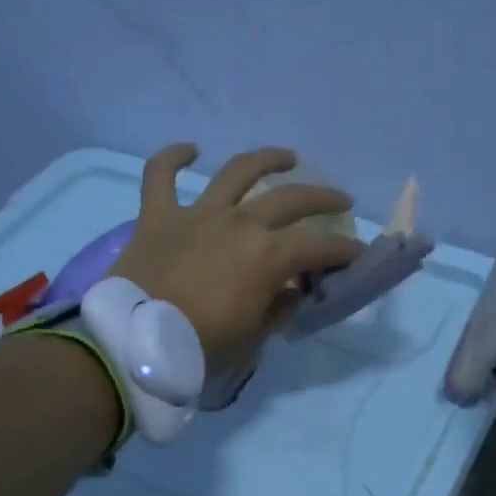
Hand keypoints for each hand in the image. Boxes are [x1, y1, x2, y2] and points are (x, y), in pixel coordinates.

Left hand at [110, 144, 363, 377]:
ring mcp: (198, 213)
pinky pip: (161, 175)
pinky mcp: (158, 215)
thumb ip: (277, 308)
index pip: (321, 247)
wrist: (135, 342)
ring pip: (239, 171)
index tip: (360, 255)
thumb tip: (290, 292)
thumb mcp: (254, 336)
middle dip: (324, 199)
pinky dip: (173, 158)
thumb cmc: (202, 346)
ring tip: (288, 157)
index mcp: (269, 256)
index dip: (346, 251)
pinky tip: (190, 149)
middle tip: (341, 202)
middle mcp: (240, 223)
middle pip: (292, 199)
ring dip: (268, 160)